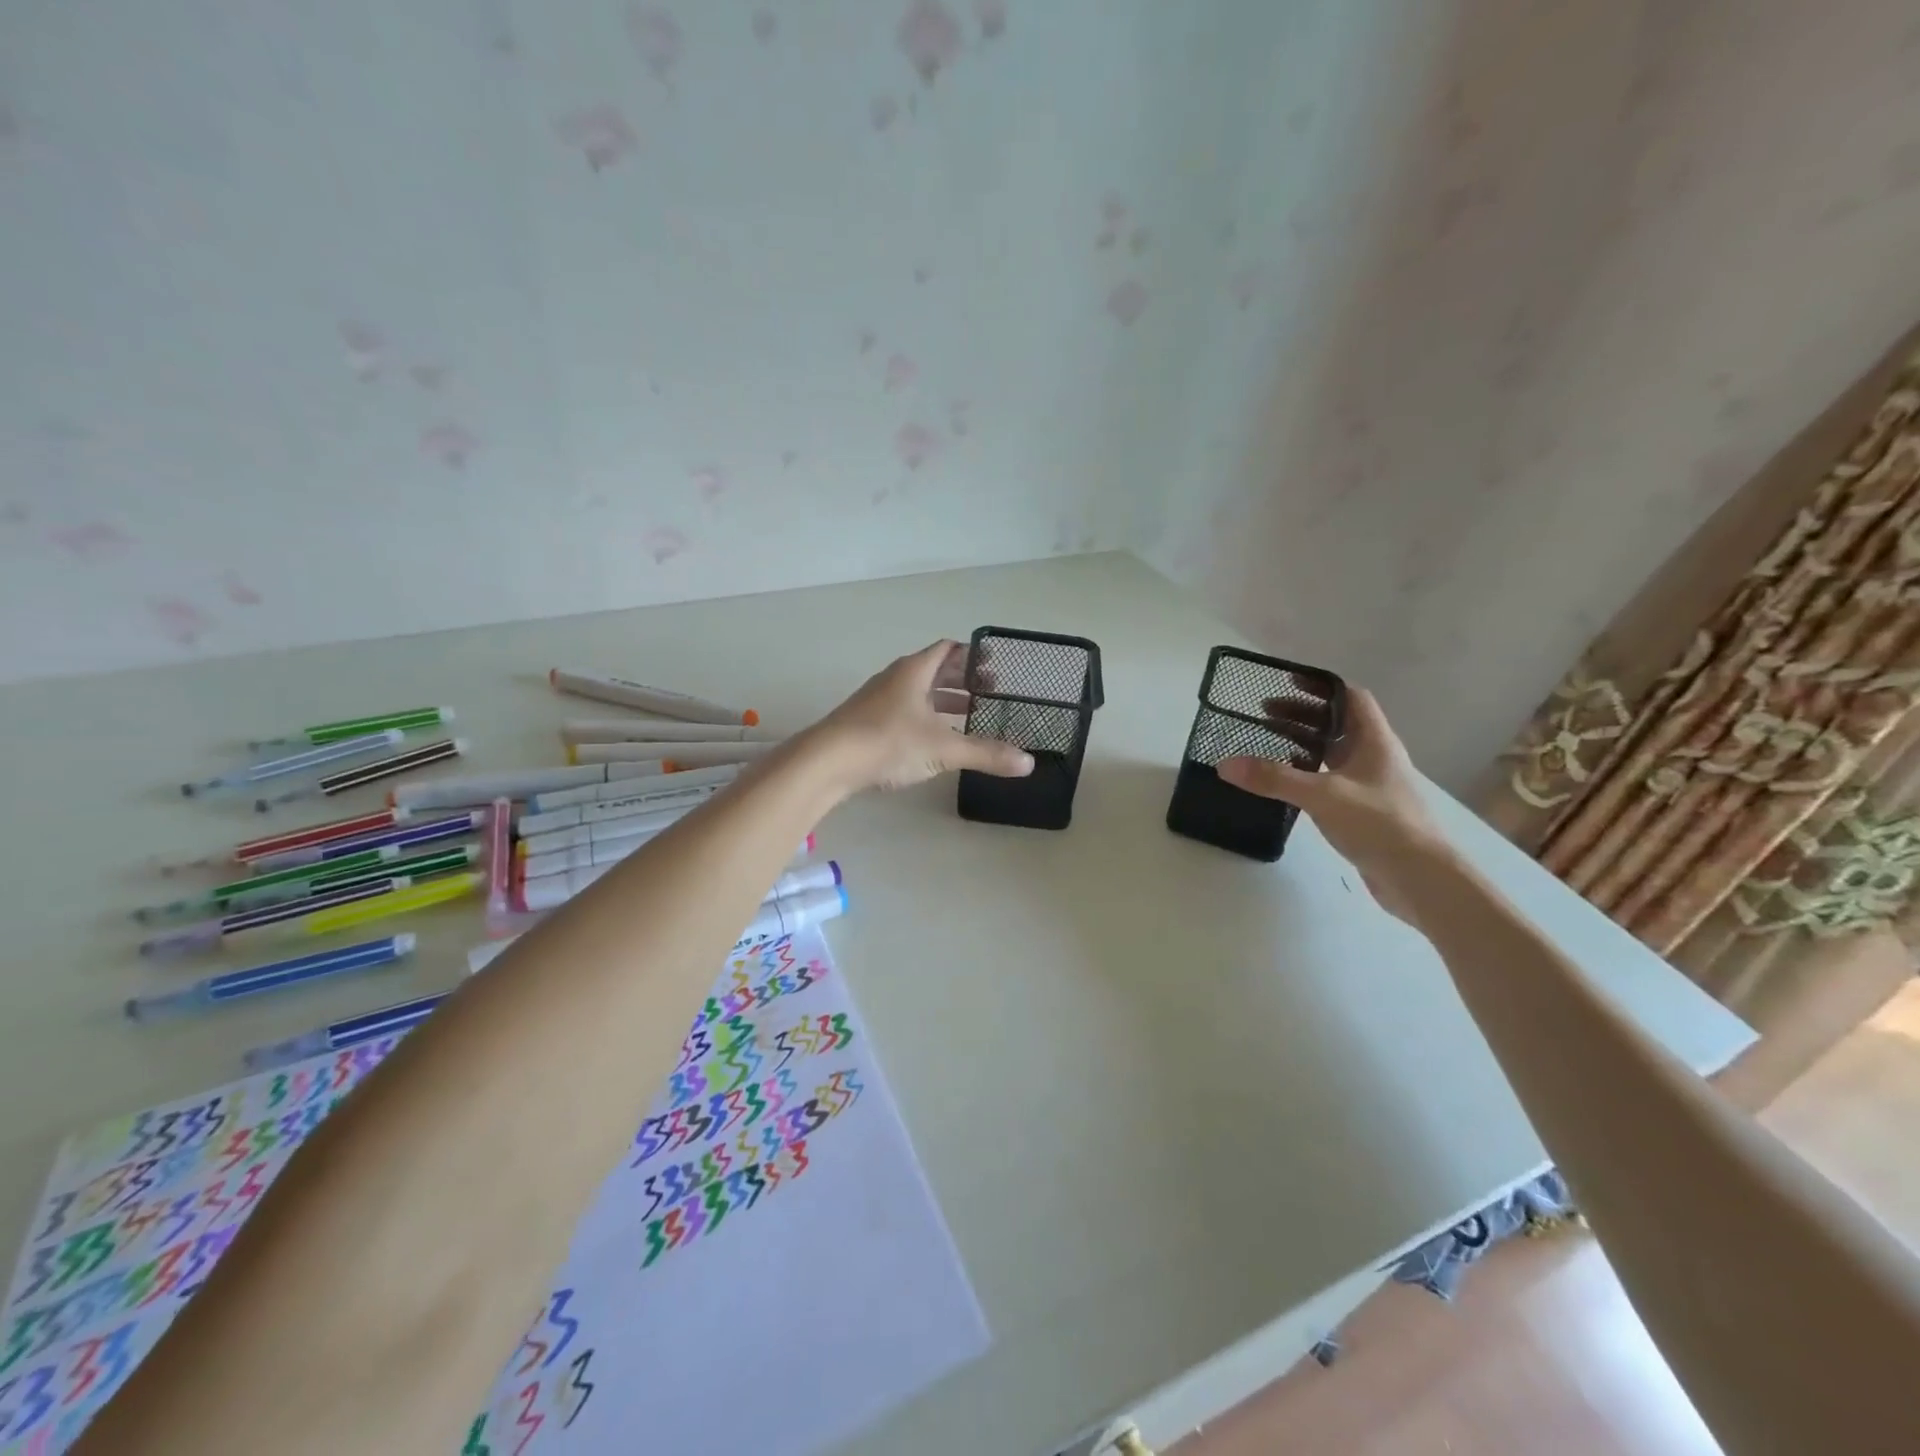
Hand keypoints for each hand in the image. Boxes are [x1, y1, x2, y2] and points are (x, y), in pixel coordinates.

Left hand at [809, 641, 1035, 792]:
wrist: (827, 761)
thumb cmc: (888, 741)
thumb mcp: (943, 748)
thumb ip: (986, 754)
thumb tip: (1027, 763)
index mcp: (914, 670)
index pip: (948, 649)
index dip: (973, 655)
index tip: (995, 667)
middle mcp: (895, 678)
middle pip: (934, 670)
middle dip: (962, 680)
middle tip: (990, 693)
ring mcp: (878, 700)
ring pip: (919, 692)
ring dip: (943, 701)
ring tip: (969, 715)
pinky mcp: (867, 722)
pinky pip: (905, 711)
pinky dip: (925, 717)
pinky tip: (935, 738)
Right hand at [1217, 687, 1451, 922]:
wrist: (1421, 879)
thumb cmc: (1379, 824)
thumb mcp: (1322, 795)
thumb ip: (1273, 778)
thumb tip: (1225, 764)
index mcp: (1375, 742)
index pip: (1351, 698)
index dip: (1321, 687)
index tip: (1286, 683)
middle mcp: (1375, 758)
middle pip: (1337, 725)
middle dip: (1302, 717)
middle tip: (1263, 716)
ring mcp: (1370, 786)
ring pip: (1333, 754)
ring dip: (1303, 746)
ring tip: (1267, 746)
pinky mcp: (1363, 811)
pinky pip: (1330, 781)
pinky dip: (1307, 775)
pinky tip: (1285, 785)